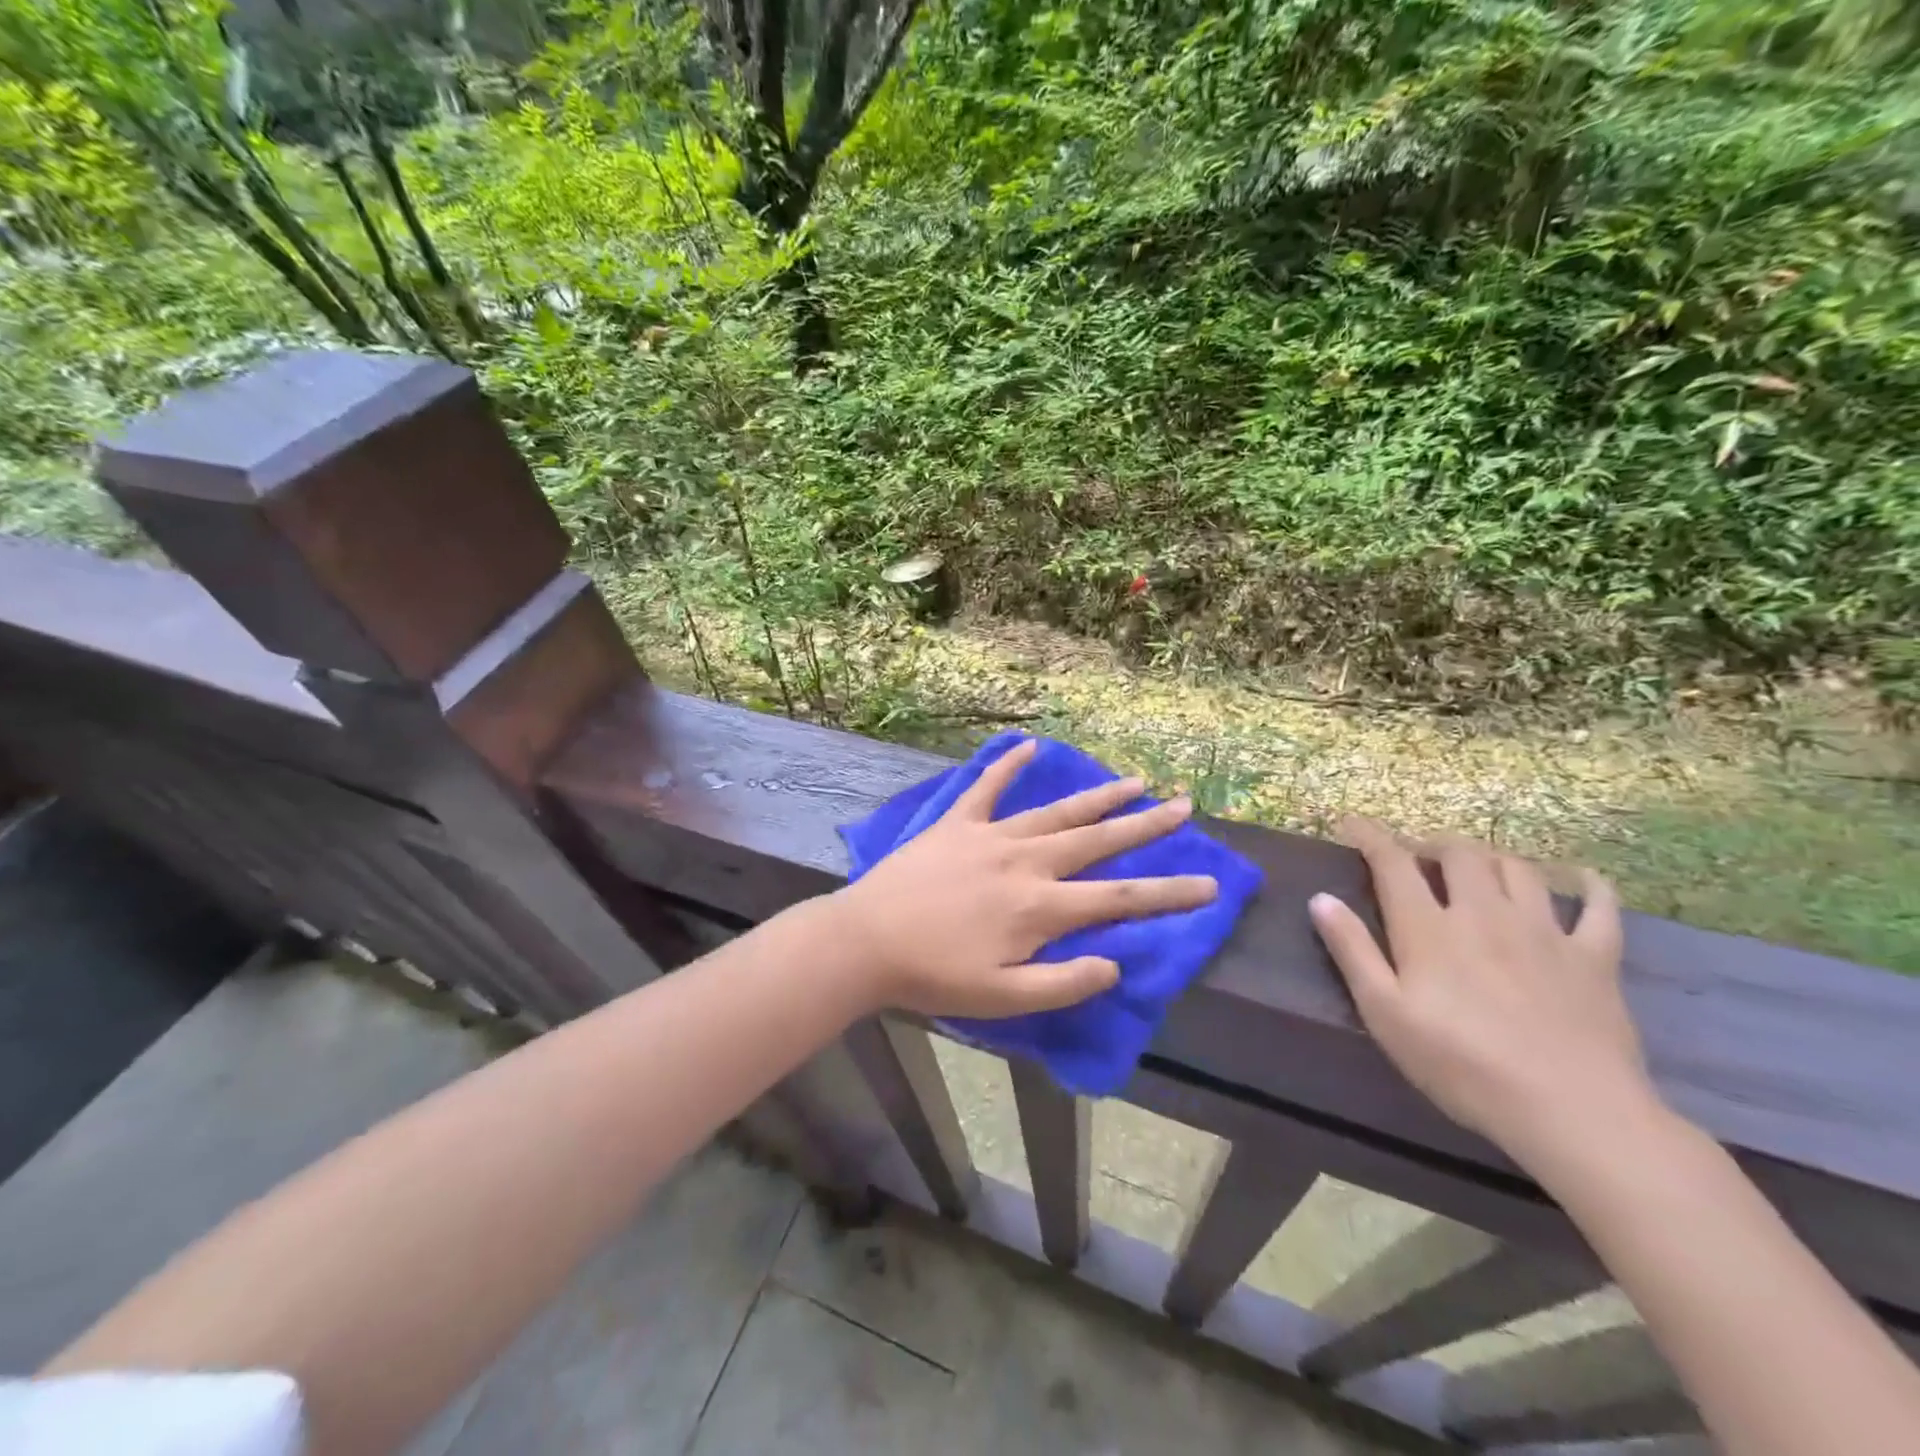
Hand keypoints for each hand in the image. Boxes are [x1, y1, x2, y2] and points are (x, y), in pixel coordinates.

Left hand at [834, 738, 1218, 1018]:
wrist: (867, 941)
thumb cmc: (935, 976)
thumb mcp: (1003, 999)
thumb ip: (1064, 983)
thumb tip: (1115, 964)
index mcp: (1041, 907)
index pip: (1119, 898)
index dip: (1168, 892)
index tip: (1210, 884)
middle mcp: (1026, 862)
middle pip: (1097, 840)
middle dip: (1145, 825)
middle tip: (1183, 806)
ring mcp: (991, 836)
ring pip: (1057, 811)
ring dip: (1098, 797)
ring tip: (1134, 781)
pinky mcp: (957, 823)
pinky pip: (987, 787)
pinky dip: (1008, 766)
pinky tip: (1030, 745)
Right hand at [1307, 819, 1656, 1168]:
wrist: (1572, 1112)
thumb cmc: (1462, 1065)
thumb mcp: (1385, 1013)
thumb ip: (1352, 951)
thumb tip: (1321, 899)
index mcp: (1429, 927)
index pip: (1393, 862)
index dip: (1370, 835)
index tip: (1352, 822)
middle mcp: (1484, 913)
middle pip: (1459, 853)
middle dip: (1432, 844)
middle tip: (1418, 857)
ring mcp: (1544, 931)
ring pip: (1517, 868)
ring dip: (1490, 857)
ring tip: (1476, 867)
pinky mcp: (1594, 957)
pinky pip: (1599, 906)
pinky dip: (1587, 885)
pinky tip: (1579, 878)